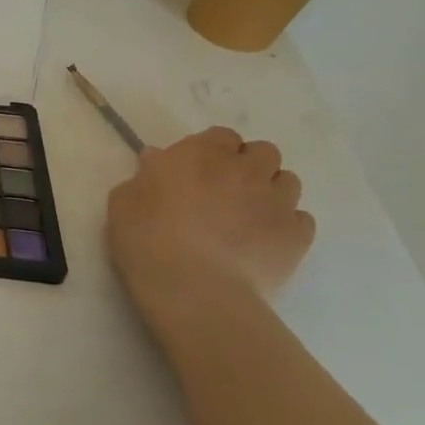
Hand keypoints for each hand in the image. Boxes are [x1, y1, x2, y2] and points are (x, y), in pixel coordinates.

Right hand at [107, 126, 314, 309]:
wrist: (192, 288)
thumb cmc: (146, 238)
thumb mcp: (123, 200)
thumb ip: (146, 175)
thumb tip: (159, 162)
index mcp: (200, 154)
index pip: (221, 136)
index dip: (211, 151)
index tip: (195, 170)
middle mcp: (245, 169)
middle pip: (263, 152)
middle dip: (248, 165)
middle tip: (226, 190)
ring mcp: (276, 202)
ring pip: (288, 181)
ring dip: (270, 191)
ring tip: (248, 215)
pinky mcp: (297, 236)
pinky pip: (300, 219)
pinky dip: (285, 224)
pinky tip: (263, 241)